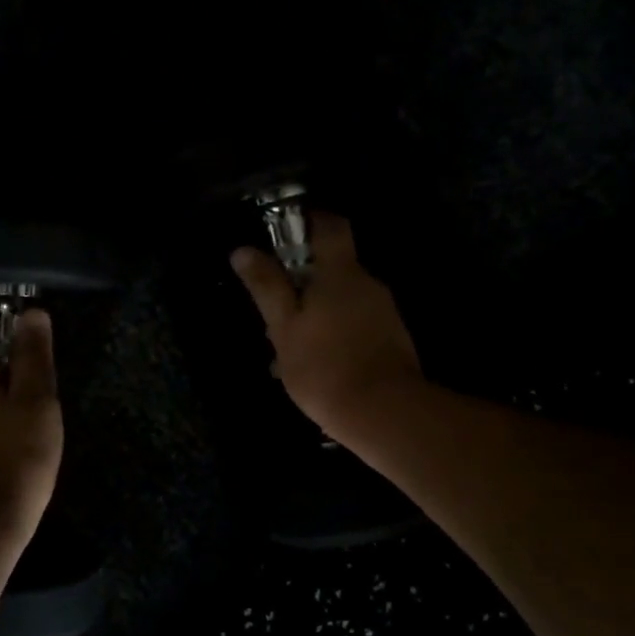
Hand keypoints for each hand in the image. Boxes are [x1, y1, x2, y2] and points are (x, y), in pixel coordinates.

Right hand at [231, 213, 424, 445]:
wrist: (385, 414)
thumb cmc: (324, 365)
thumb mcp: (283, 327)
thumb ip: (266, 286)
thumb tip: (243, 250)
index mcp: (340, 273)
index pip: (331, 226)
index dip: (310, 221)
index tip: (285, 233)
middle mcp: (368, 285)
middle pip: (334, 267)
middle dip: (304, 281)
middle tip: (275, 308)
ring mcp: (384, 313)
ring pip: (342, 301)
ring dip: (316, 314)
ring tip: (288, 348)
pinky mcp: (391, 341)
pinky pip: (355, 325)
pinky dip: (333, 334)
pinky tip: (315, 366)